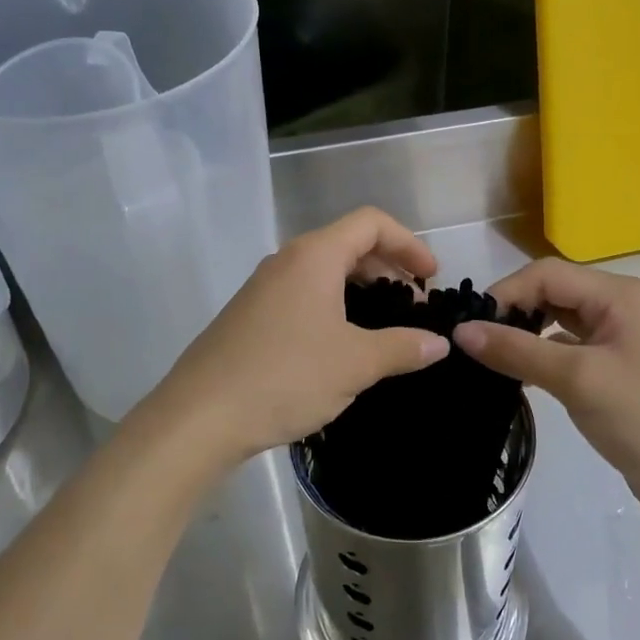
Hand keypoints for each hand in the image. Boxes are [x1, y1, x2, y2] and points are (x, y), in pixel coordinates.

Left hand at [143, 208, 449, 473]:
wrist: (200, 416)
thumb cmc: (285, 376)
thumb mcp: (354, 363)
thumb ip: (402, 348)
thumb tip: (439, 344)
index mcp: (314, 256)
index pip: (371, 222)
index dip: (409, 243)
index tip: (431, 279)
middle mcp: (287, 260)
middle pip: (348, 243)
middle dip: (388, 266)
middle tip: (413, 304)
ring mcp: (263, 287)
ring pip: (324, 271)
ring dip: (360, 288)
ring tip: (383, 326)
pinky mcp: (250, 315)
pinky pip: (303, 294)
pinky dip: (333, 305)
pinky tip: (341, 345)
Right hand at [453, 259, 639, 520]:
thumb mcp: (577, 380)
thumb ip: (517, 351)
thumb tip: (461, 332)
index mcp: (619, 295)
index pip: (547, 274)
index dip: (506, 293)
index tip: (470, 325)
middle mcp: (620, 305)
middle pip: (553, 291)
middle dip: (513, 311)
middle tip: (475, 341)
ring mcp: (619, 337)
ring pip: (558, 319)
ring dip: (525, 333)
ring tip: (489, 357)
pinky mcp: (615, 366)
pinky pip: (568, 346)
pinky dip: (541, 354)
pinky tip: (519, 374)